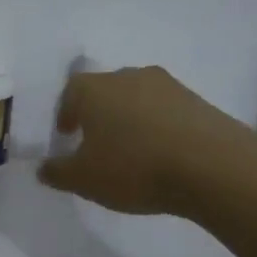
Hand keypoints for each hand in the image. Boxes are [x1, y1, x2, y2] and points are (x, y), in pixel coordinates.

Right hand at [37, 66, 254, 216]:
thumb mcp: (84, 179)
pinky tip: (162, 153)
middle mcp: (128, 77)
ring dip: (130, 119)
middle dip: (98, 114)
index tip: (66, 134)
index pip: (70, 92)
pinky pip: (166, 111)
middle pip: (105, 90)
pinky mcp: (197, 100)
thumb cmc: (134, 167)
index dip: (65, 113)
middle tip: (96, 142)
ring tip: (132, 150)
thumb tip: (43, 168)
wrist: (212, 166)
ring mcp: (167, 85)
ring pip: (137, 99)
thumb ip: (58, 173)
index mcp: (94, 88)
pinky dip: (158, 127)